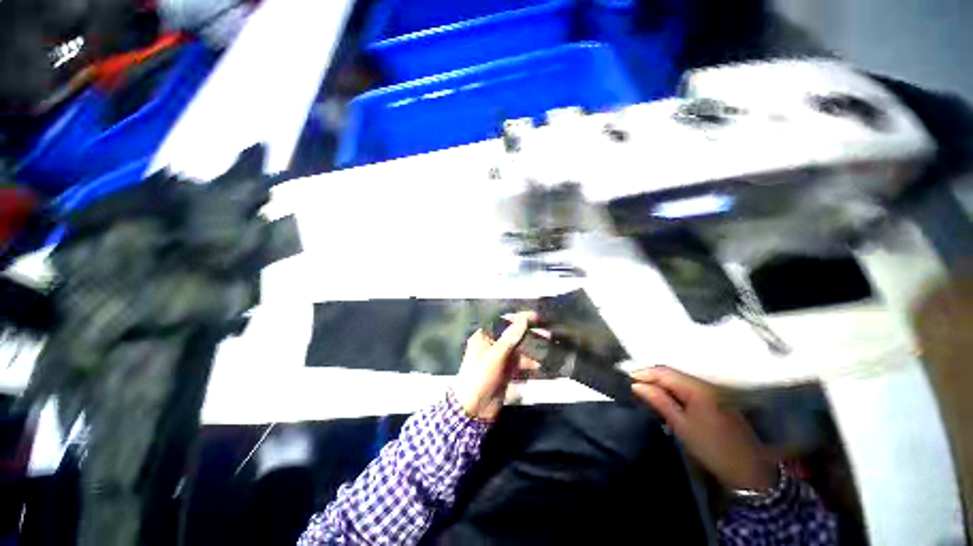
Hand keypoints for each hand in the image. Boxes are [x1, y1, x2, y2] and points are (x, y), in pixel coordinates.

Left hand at [453, 311, 540, 420]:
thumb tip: (524, 319)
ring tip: (548, 349)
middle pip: (513, 335)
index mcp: (484, 336)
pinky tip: (541, 365)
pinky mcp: (506, 372)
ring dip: (532, 349)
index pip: (504, 322)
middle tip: (547, 333)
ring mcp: (499, 359)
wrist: (474, 409)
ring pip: (519, 349)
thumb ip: (510, 337)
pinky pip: (520, 364)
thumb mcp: (496, 355)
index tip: (536, 317)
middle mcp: (492, 345)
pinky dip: (530, 364)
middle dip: (529, 333)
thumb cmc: (480, 376)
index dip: (519, 318)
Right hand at [631, 366, 776, 491]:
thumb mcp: (682, 426)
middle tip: (632, 385)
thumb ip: (659, 401)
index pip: (664, 372)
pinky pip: (686, 388)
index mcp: (696, 388)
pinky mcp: (713, 400)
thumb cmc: (712, 448)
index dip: (643, 372)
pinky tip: (663, 398)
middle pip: (671, 373)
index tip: (626, 378)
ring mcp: (710, 392)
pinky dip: (672, 390)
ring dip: (660, 383)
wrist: (749, 470)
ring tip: (643, 391)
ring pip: (678, 380)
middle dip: (650, 376)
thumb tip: (636, 384)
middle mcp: (704, 384)